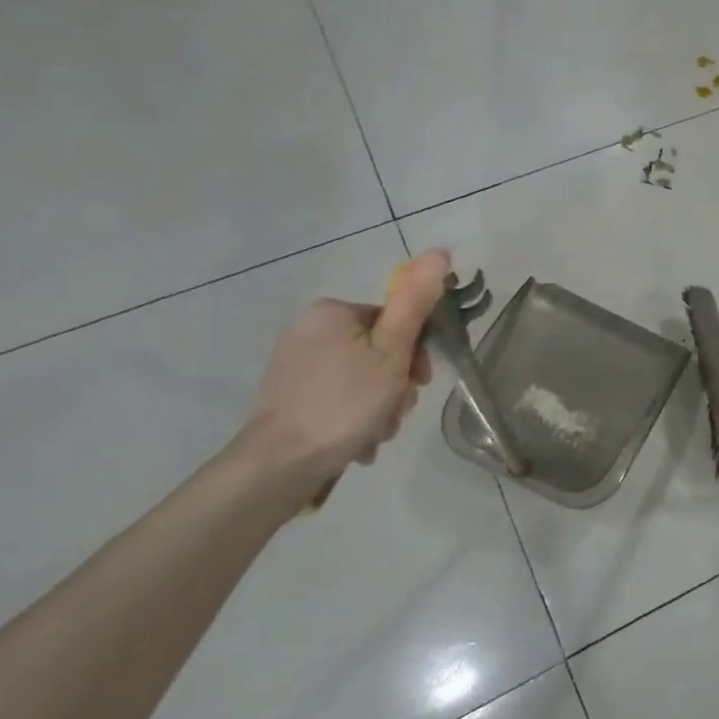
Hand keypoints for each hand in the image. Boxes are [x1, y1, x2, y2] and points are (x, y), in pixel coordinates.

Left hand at [244, 249, 451, 484]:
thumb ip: (416, 303)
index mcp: (332, 312)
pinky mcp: (288, 396)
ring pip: (362, 377)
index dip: (416, 352)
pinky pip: (339, 397)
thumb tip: (439, 252)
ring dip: (380, 405)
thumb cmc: (344, 404)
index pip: (395, 320)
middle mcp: (308, 330)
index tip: (420, 382)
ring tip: (376, 433)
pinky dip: (355, 416)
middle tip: (396, 411)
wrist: (278, 465)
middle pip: (379, 350)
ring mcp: (295, 365)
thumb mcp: (392, 352)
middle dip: (396, 384)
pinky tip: (358, 440)